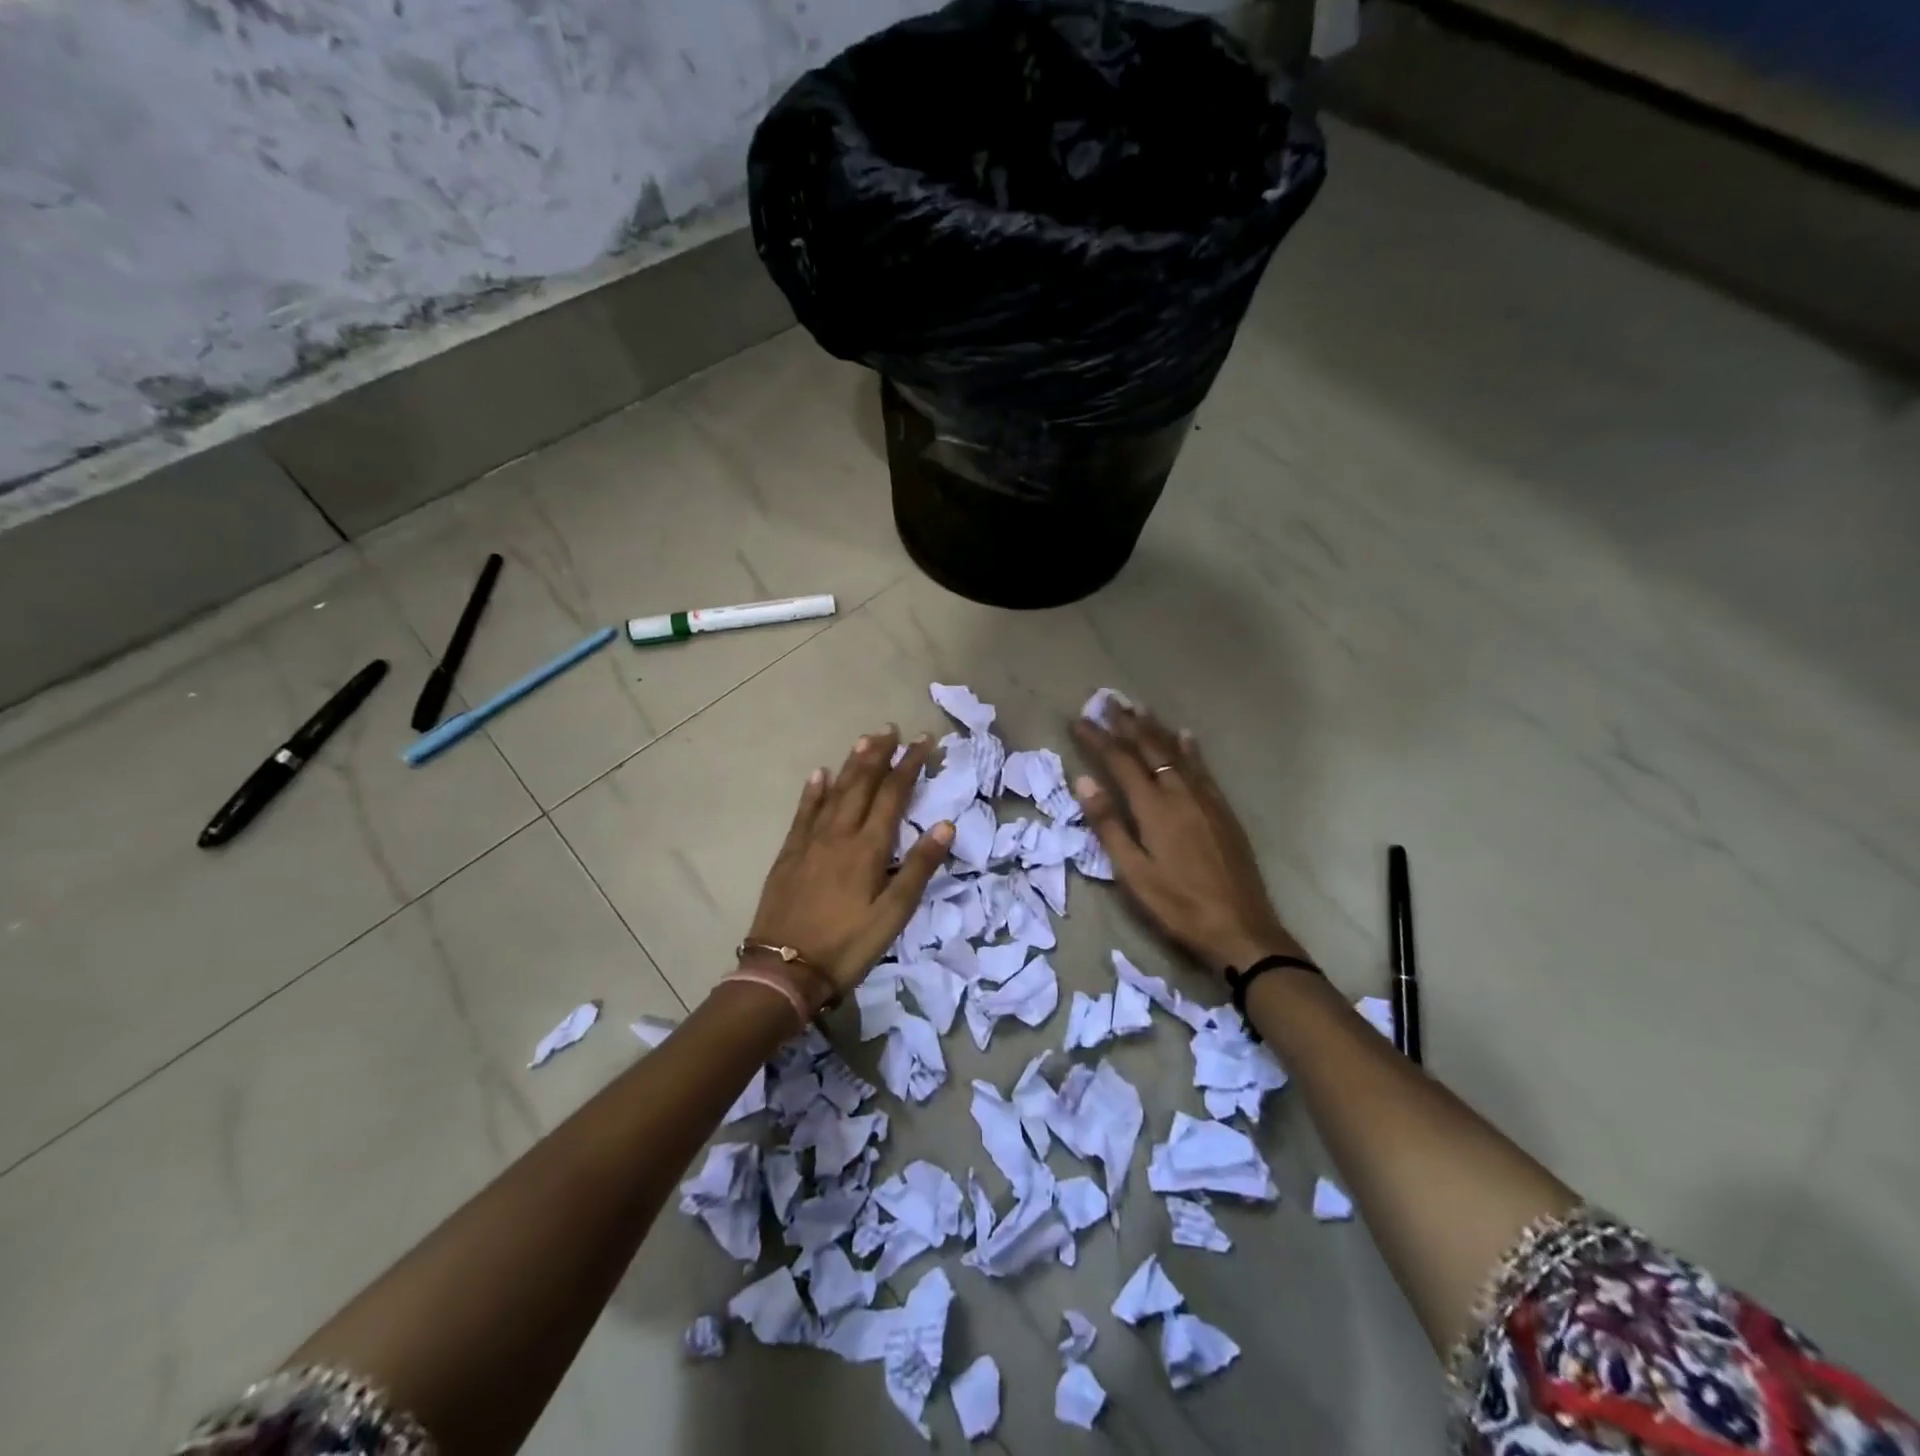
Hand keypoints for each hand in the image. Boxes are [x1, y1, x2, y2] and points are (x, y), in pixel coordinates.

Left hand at [745, 727, 953, 994]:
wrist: (783, 970)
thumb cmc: (847, 945)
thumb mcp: (894, 914)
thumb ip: (919, 867)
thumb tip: (945, 824)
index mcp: (868, 848)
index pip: (894, 795)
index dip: (909, 765)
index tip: (923, 741)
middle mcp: (839, 834)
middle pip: (862, 785)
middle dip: (879, 755)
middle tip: (891, 729)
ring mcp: (810, 842)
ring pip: (834, 792)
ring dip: (851, 764)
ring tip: (864, 740)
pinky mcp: (789, 854)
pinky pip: (803, 813)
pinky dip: (813, 791)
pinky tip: (819, 774)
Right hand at [1071, 702, 1302, 975]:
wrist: (1241, 928)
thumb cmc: (1178, 905)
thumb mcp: (1133, 873)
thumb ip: (1108, 825)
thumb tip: (1084, 781)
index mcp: (1154, 809)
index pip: (1120, 762)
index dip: (1098, 739)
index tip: (1079, 719)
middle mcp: (1180, 793)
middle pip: (1149, 748)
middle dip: (1126, 723)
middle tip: (1107, 699)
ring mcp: (1206, 799)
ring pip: (1176, 752)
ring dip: (1155, 728)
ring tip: (1138, 707)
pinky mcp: (1223, 810)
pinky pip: (1203, 768)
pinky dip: (1189, 748)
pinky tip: (1185, 735)